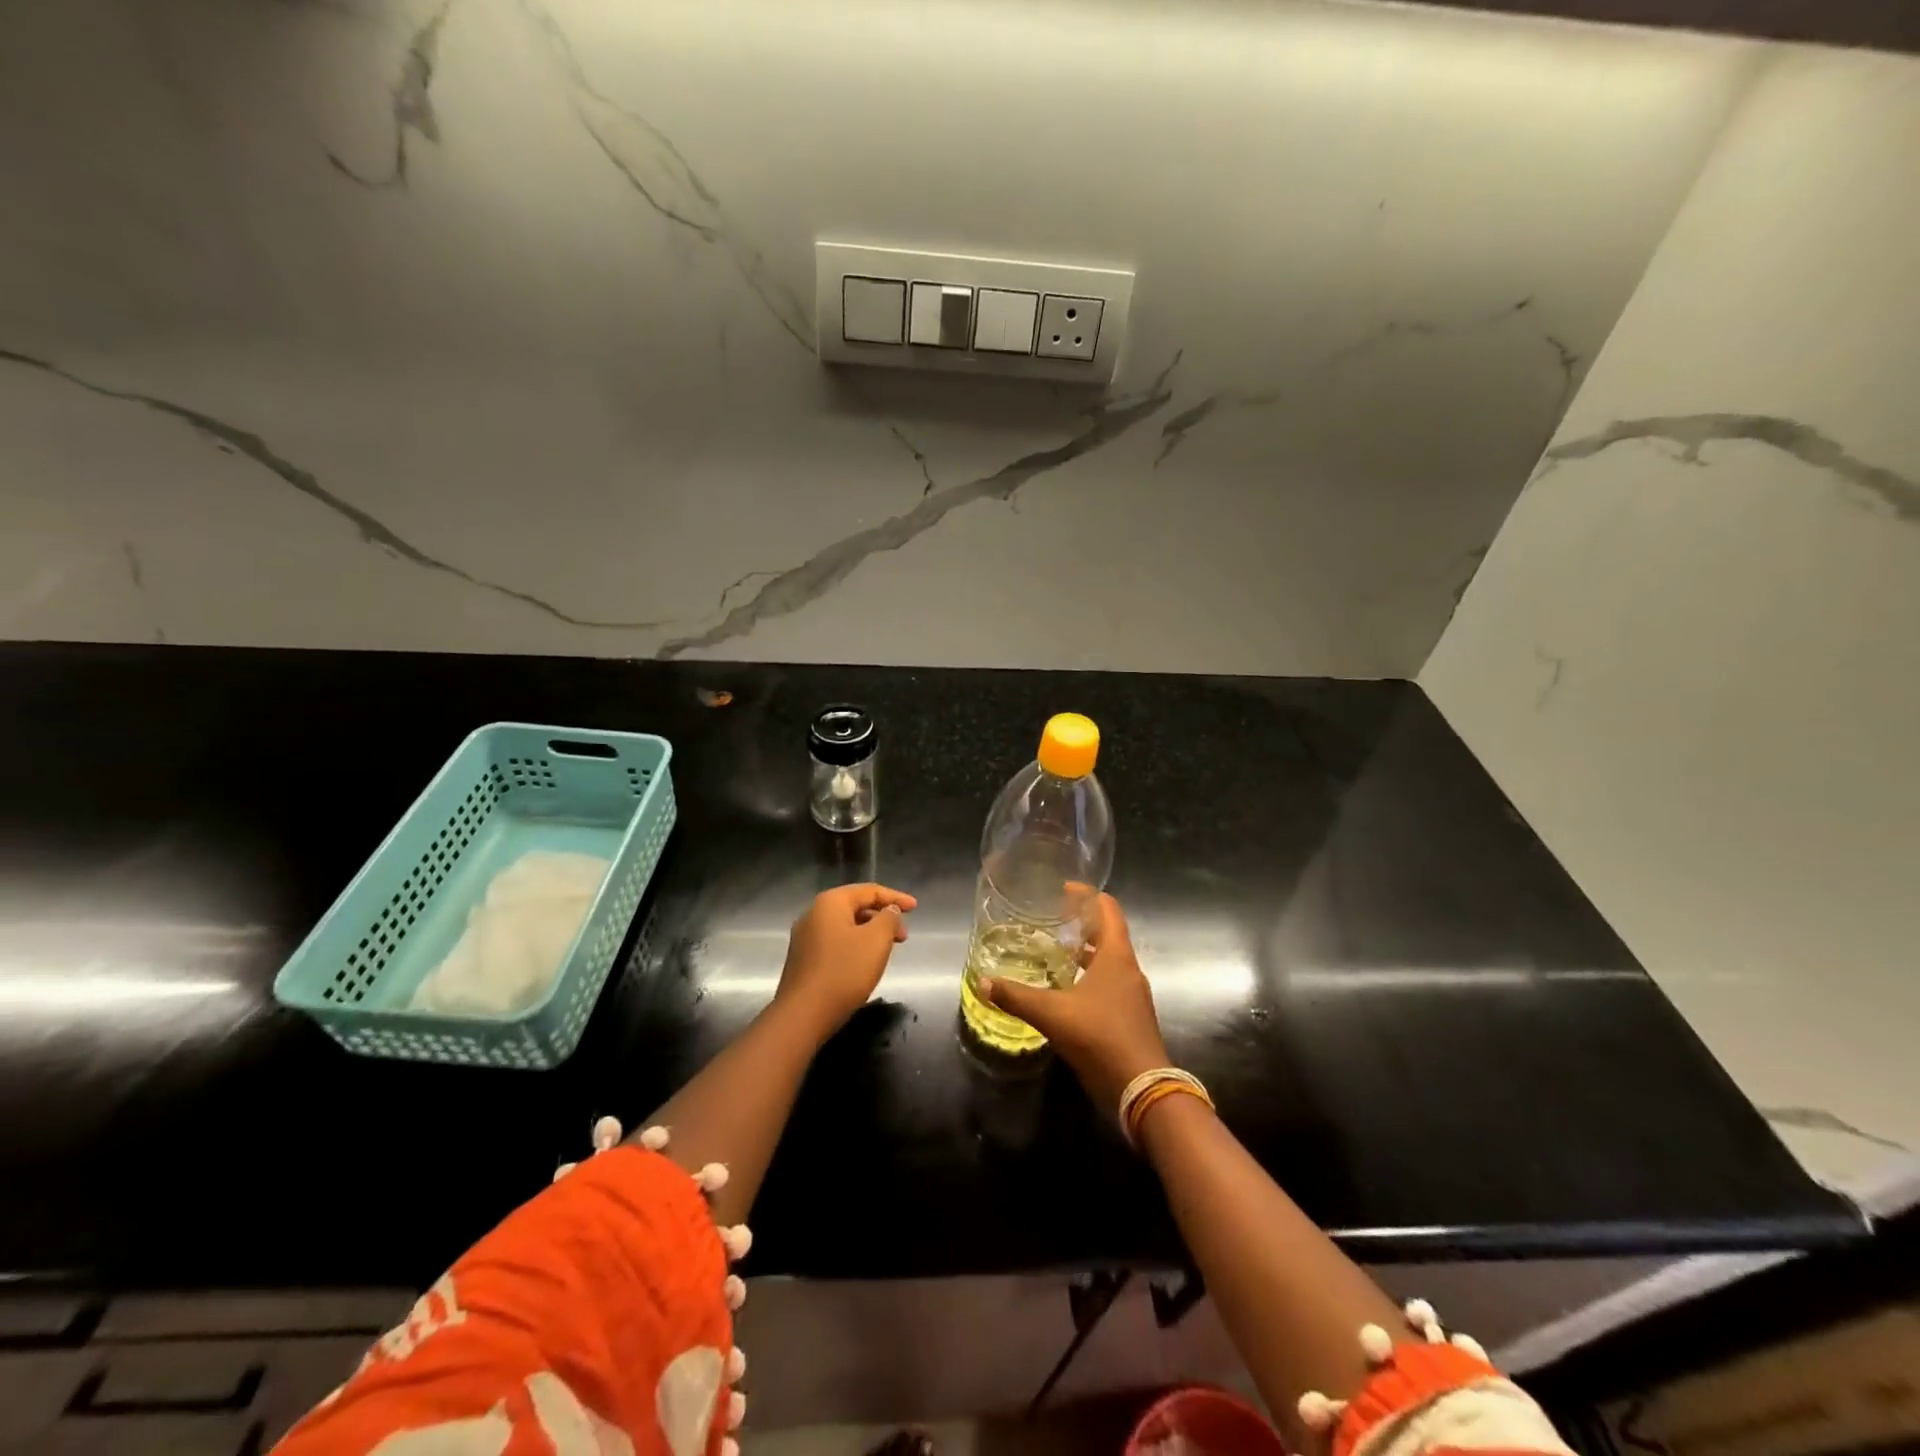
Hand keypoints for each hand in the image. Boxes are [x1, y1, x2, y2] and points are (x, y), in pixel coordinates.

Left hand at [773, 883, 916, 1040]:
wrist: (803, 1014)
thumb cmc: (844, 971)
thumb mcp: (876, 940)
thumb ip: (889, 918)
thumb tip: (889, 910)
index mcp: (830, 902)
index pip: (869, 890)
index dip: (895, 897)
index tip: (915, 908)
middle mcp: (814, 914)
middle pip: (855, 906)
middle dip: (883, 917)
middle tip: (904, 935)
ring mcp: (805, 937)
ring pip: (846, 926)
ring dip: (870, 933)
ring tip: (888, 950)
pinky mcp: (804, 959)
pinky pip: (836, 942)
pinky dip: (855, 945)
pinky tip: (865, 962)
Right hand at [982, 894, 1169, 1112]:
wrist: (1141, 1089)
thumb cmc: (1100, 1037)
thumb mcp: (1052, 1014)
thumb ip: (1017, 996)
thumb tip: (984, 982)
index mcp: (1117, 956)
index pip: (1108, 909)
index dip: (1087, 895)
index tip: (1063, 890)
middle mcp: (1128, 969)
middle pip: (1108, 933)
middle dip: (1081, 923)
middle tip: (1051, 919)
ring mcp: (1132, 995)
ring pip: (1108, 961)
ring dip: (1085, 952)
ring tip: (1053, 951)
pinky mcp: (1130, 1017)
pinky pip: (1108, 984)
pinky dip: (1088, 977)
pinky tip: (1064, 990)